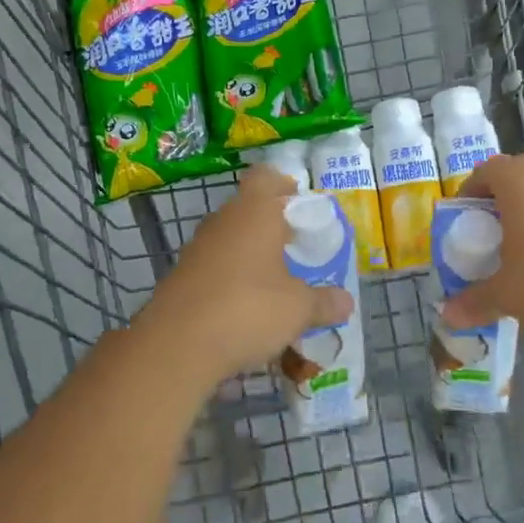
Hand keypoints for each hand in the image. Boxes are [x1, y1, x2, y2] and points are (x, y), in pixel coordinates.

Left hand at [132, 165, 353, 386]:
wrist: (177, 345)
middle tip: (296, 249)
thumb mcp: (299, 309)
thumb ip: (324, 302)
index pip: (267, 177)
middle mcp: (224, 220)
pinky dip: (230, 278)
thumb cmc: (248, 310)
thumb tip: (346, 302)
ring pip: (230, 238)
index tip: (301, 209)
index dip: (285, 187)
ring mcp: (197, 248)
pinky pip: (214, 266)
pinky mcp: (181, 276)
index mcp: (255, 212)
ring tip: (274, 282)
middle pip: (249, 208)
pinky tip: (244, 308)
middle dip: (272, 225)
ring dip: (251, 254)